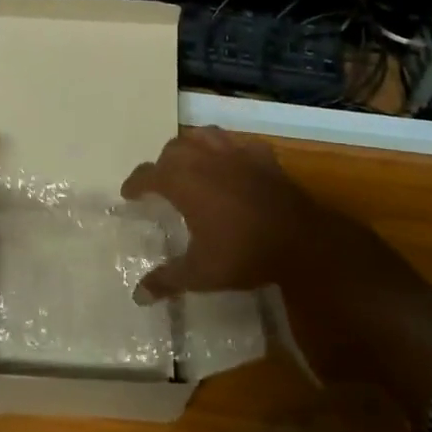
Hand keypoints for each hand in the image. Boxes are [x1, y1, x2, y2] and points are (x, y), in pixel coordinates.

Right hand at [121, 127, 341, 298]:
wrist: (301, 240)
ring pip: (204, 135)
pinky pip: (239, 144)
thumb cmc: (244, 253)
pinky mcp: (263, 156)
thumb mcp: (201, 273)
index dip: (135, 184)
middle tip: (162, 182)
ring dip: (192, 146)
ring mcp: (236, 153)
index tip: (129, 195)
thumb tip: (138, 295)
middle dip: (163, 163)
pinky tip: (233, 164)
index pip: (148, 174)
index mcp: (183, 181)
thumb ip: (167, 280)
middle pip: (173, 149)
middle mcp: (205, 158)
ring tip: (192, 163)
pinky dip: (229, 150)